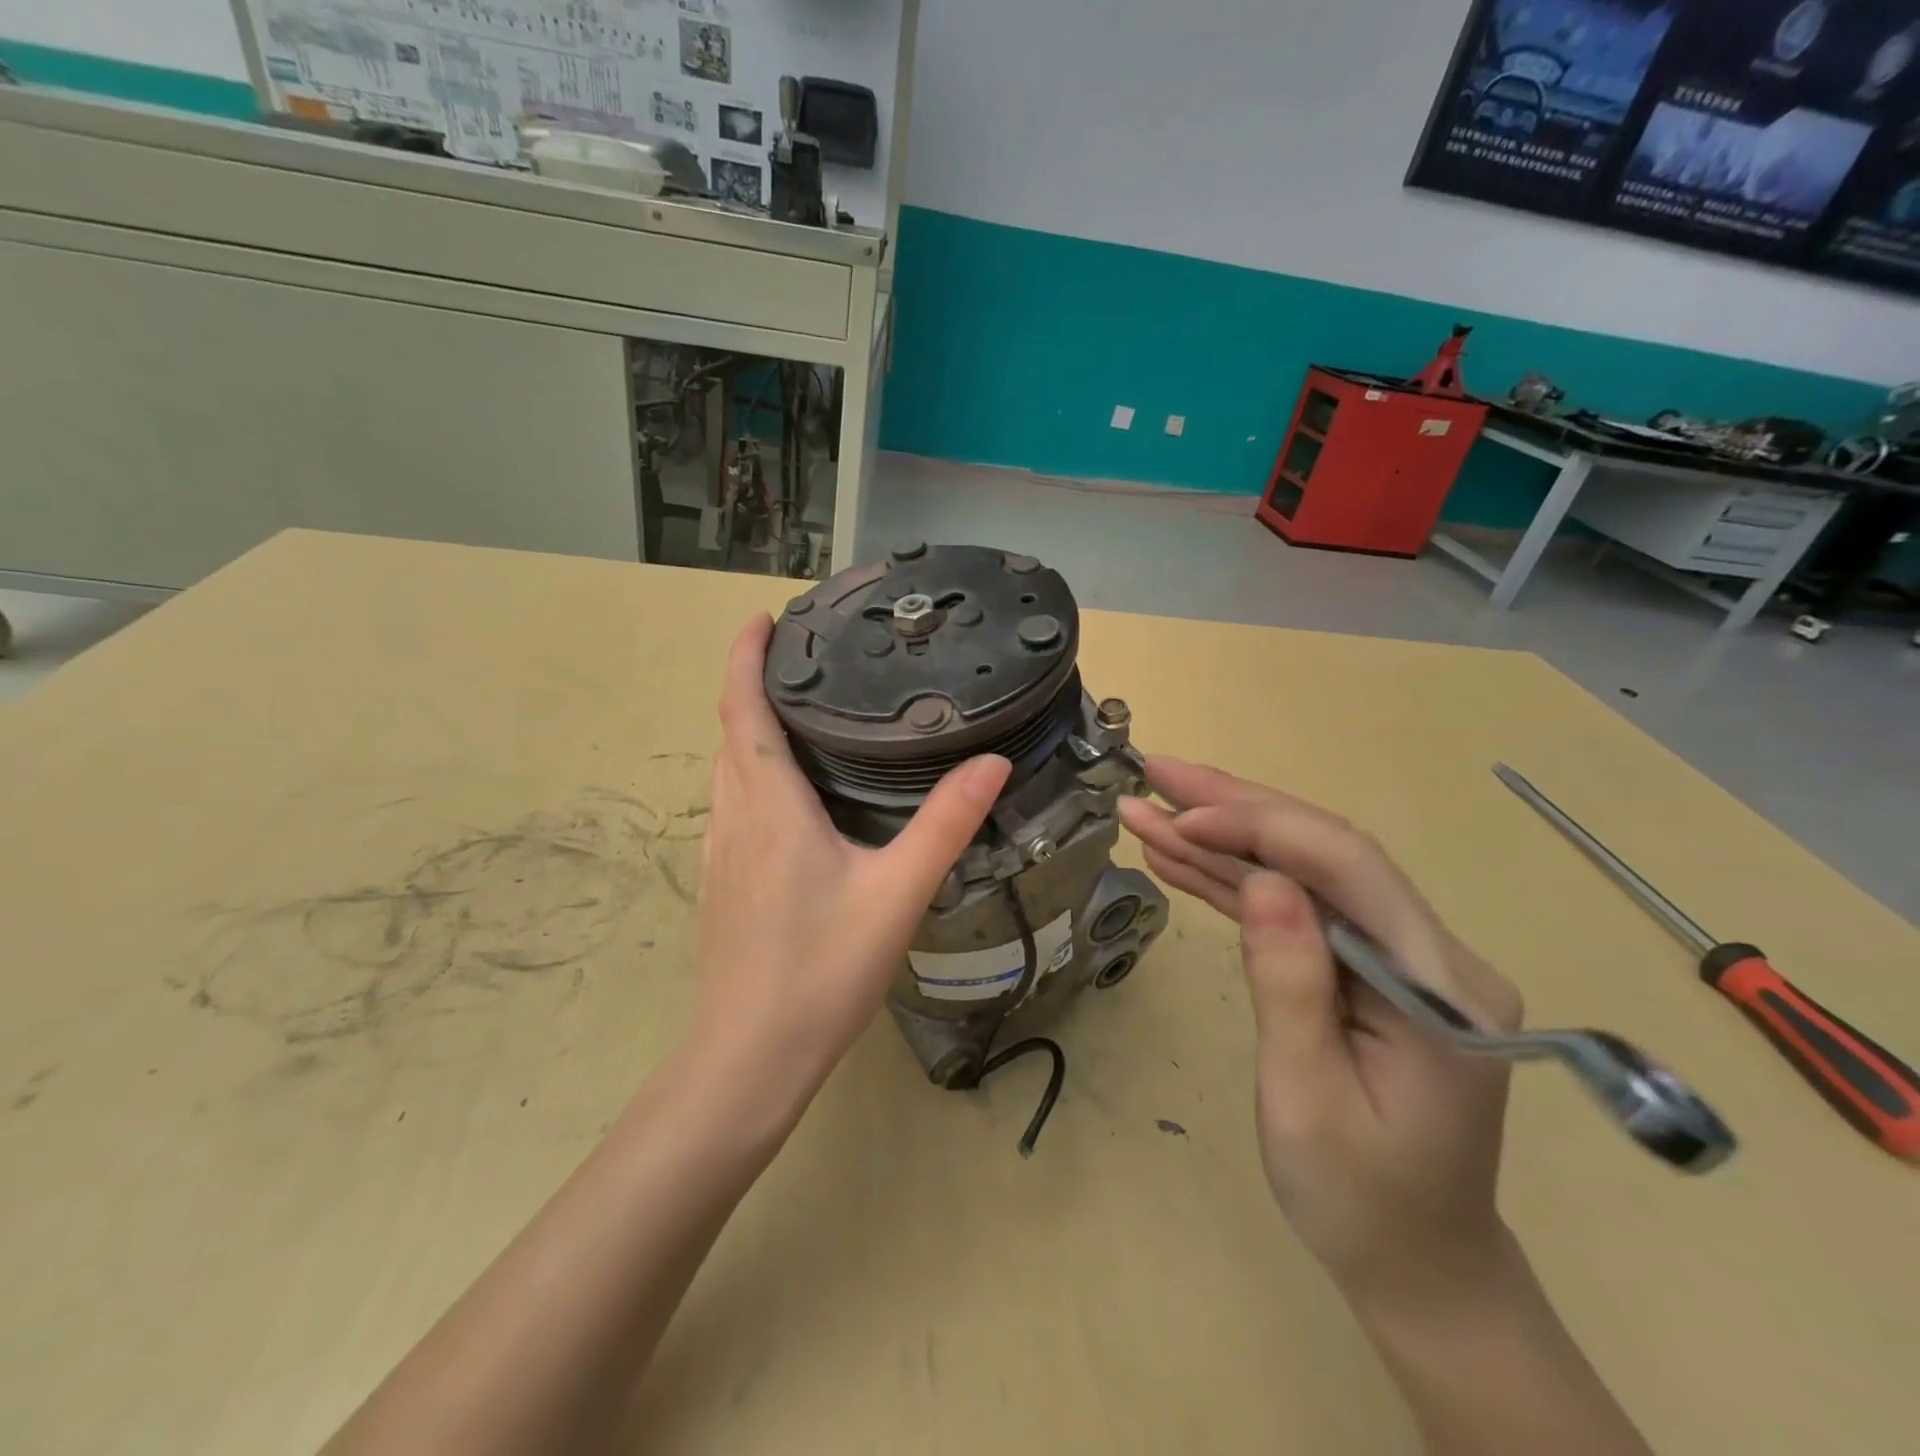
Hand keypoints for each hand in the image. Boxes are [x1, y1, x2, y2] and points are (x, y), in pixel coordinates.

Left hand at [691, 615, 1010, 1113]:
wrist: (749, 1057)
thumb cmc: (819, 970)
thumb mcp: (896, 893)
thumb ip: (945, 824)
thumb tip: (992, 761)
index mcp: (768, 804)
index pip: (743, 708)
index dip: (747, 656)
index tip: (766, 618)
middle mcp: (734, 816)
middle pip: (732, 731)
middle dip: (754, 682)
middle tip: (805, 656)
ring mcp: (721, 851)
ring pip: (729, 768)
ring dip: (750, 726)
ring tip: (802, 708)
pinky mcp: (724, 880)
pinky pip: (734, 801)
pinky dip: (754, 769)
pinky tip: (793, 792)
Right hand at [1120, 756, 1524, 1313]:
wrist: (1418, 1267)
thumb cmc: (1363, 1203)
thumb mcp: (1310, 1102)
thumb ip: (1291, 984)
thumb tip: (1261, 880)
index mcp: (1438, 984)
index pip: (1348, 868)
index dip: (1261, 828)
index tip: (1180, 817)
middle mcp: (1424, 951)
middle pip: (1323, 852)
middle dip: (1234, 807)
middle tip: (1155, 772)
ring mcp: (1391, 956)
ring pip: (1298, 872)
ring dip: (1220, 839)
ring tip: (1146, 807)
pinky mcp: (1358, 968)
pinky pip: (1291, 910)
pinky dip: (1232, 883)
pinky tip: (1178, 859)